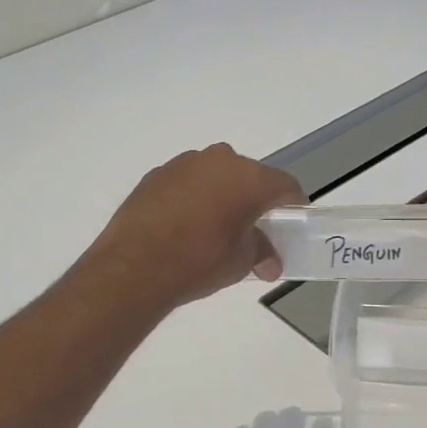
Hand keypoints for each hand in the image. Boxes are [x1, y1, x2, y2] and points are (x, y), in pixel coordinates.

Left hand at [87, 144, 304, 309]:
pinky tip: (186, 224)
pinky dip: (194, 196)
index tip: (292, 224)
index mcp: (249, 178)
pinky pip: (188, 181)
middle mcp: (220, 160)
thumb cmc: (198, 262)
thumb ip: (261, 252)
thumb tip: (269, 261)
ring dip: (223, 195)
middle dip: (256, 200)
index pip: (285, 186)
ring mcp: (185, 163)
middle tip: (254, 229)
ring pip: (217, 175)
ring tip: (216, 227)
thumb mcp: (240, 262)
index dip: (293, 206)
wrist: (133, 267)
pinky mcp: (157, 174)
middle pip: (250, 176)